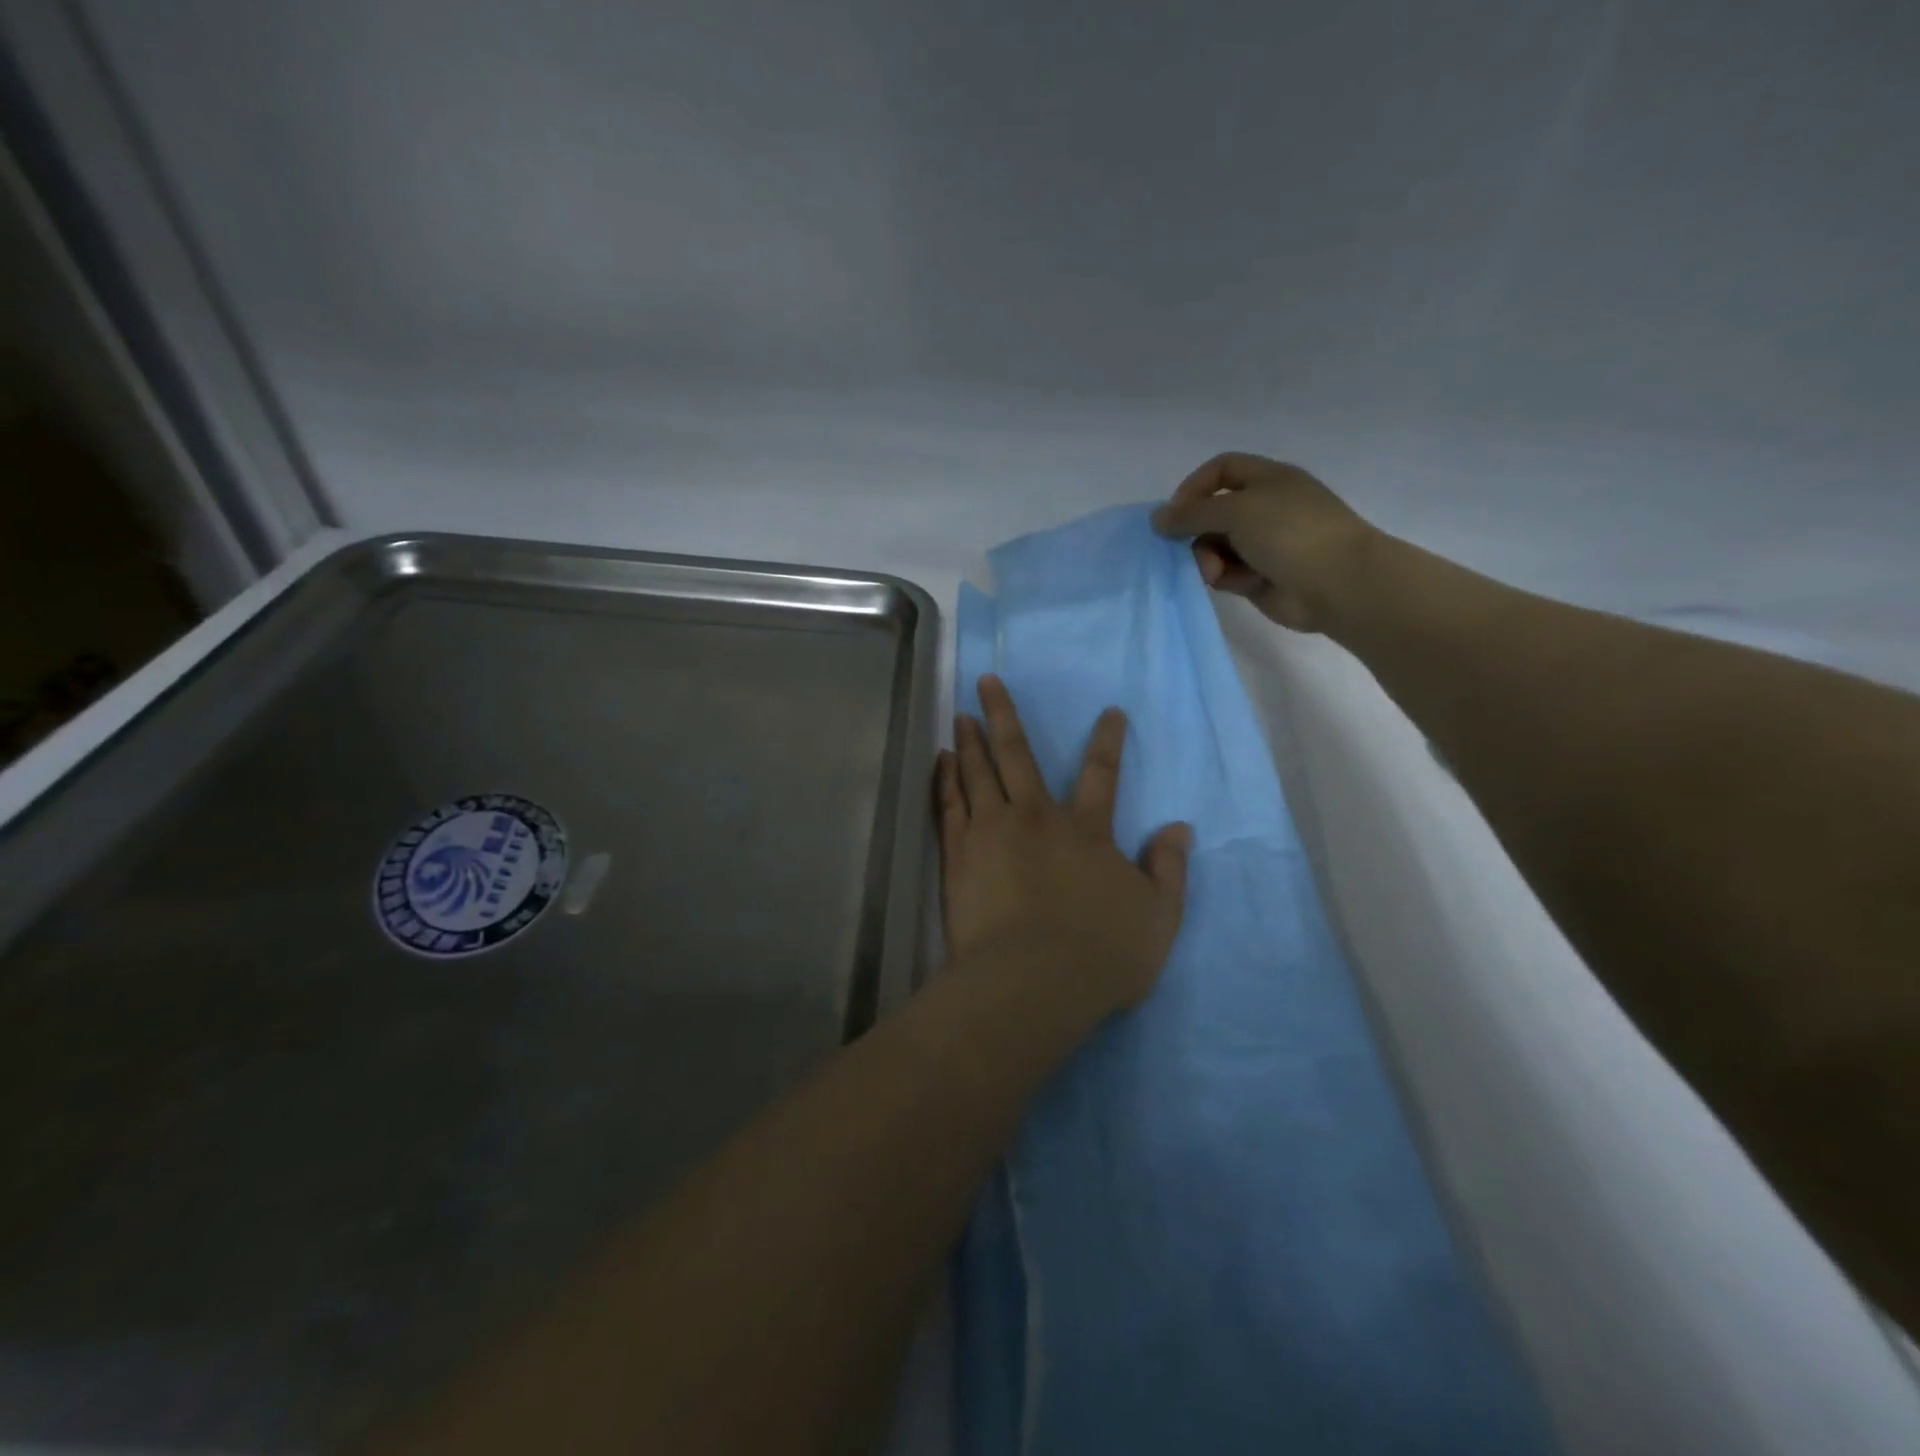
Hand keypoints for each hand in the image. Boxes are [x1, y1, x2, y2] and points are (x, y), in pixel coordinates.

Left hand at [937, 676, 1190, 1018]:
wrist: (1031, 982)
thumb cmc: (1101, 953)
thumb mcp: (1158, 917)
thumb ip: (1169, 870)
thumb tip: (1179, 829)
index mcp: (1086, 831)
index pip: (1102, 774)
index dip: (1107, 741)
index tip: (1109, 712)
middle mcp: (1037, 819)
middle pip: (1018, 755)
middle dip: (1004, 715)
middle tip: (986, 681)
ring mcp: (992, 832)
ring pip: (978, 773)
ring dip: (970, 740)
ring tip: (960, 714)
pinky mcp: (959, 855)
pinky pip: (950, 804)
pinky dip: (946, 779)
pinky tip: (941, 761)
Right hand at [1150, 452, 1379, 632]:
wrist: (1338, 584)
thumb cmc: (1291, 533)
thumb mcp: (1237, 510)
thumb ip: (1192, 514)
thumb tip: (1157, 518)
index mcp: (1268, 480)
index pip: (1221, 470)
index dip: (1194, 487)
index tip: (1175, 512)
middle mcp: (1264, 508)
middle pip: (1212, 512)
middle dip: (1196, 531)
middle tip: (1185, 547)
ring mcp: (1263, 544)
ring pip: (1215, 546)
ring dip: (1207, 558)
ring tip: (1214, 573)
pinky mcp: (1259, 576)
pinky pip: (1226, 572)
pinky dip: (1222, 577)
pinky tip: (1231, 583)